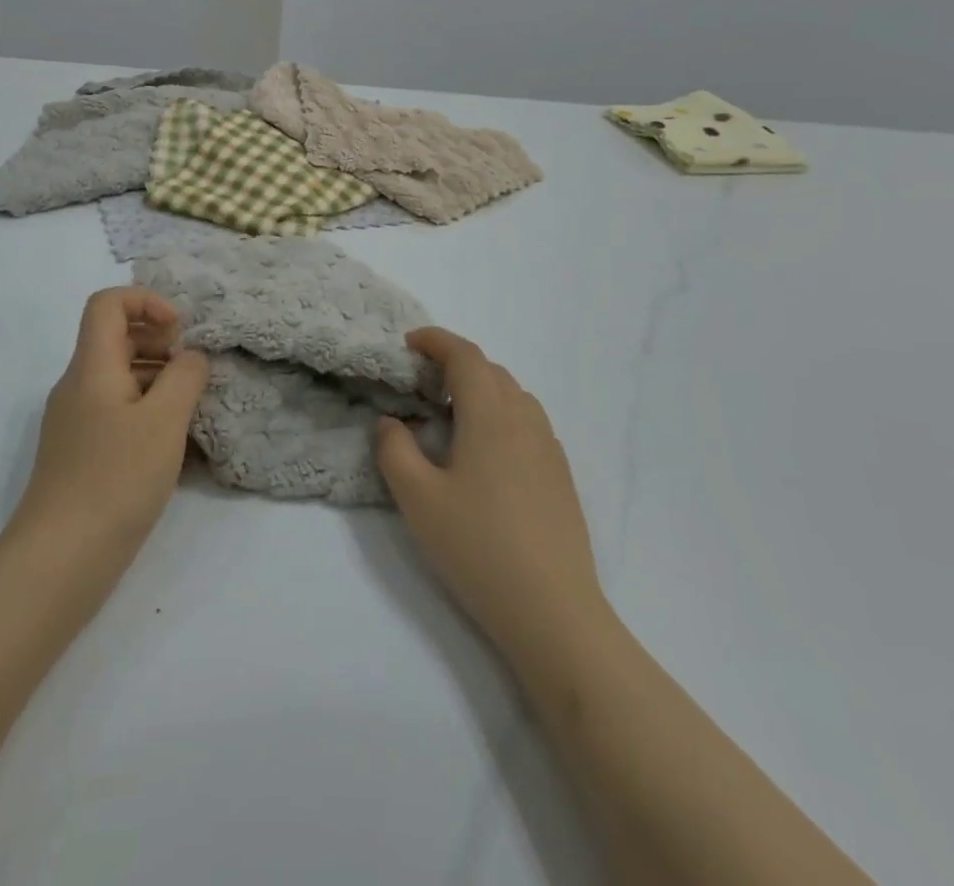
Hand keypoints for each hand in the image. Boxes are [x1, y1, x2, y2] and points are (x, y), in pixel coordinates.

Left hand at [11, 288, 210, 559]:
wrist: (60, 558)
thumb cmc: (115, 479)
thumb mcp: (164, 421)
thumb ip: (185, 376)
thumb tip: (191, 356)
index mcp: (91, 366)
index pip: (107, 303)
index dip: (146, 302)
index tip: (179, 332)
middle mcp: (77, 385)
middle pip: (115, 338)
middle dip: (159, 343)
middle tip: (193, 373)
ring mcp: (75, 420)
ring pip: (118, 377)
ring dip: (156, 379)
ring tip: (190, 410)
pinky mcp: (79, 452)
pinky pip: (115, 411)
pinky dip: (145, 412)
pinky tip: (170, 446)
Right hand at [375, 327, 606, 657]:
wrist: (554, 613)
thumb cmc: (478, 548)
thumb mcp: (417, 499)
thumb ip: (395, 450)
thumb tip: (392, 422)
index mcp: (490, 416)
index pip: (466, 357)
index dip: (436, 341)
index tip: (409, 343)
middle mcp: (525, 421)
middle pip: (491, 371)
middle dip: (455, 363)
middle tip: (422, 381)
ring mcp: (549, 449)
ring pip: (514, 396)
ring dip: (481, 388)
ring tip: (452, 413)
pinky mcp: (561, 477)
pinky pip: (528, 423)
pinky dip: (501, 414)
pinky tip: (485, 451)